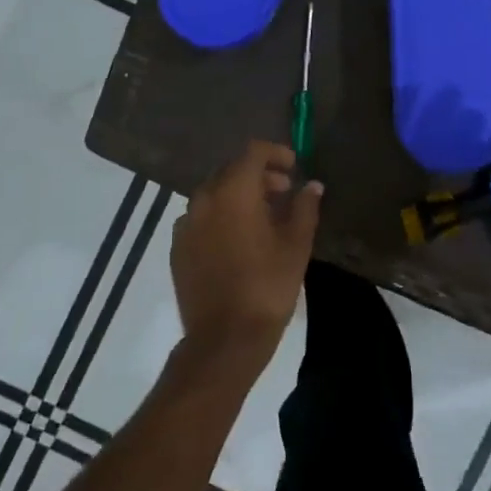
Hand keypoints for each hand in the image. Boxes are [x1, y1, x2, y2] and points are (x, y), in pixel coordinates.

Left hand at [170, 142, 322, 371]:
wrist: (225, 338)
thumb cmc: (268, 285)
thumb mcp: (296, 245)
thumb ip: (305, 207)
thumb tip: (312, 186)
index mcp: (233, 192)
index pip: (253, 152)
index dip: (276, 153)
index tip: (294, 168)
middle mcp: (203, 200)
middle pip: (231, 170)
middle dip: (259, 175)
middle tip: (284, 192)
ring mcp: (185, 225)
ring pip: (214, 195)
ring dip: (239, 196)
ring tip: (264, 218)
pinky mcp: (177, 249)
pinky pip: (201, 219)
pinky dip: (221, 217)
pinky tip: (239, 240)